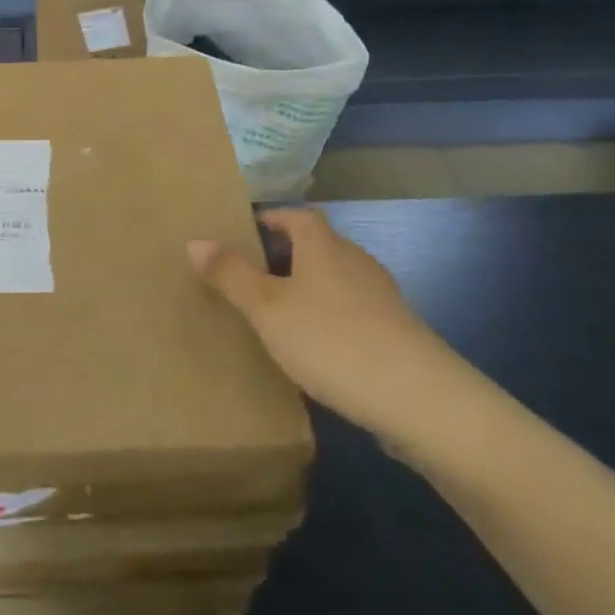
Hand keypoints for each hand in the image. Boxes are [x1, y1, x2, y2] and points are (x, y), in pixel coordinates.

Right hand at [189, 207, 460, 437]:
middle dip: (283, 256)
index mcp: (323, 245)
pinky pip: (351, 312)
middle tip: (248, 277)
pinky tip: (315, 350)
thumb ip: (230, 275)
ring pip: (334, 280)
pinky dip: (328, 319)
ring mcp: (381, 298)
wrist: (420, 400)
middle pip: (315, 246)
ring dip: (307, 290)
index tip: (243, 234)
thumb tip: (195, 241)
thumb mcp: (267, 308)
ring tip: (276, 315)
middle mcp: (354, 261)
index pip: (296, 215)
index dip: (270, 219)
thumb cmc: (332, 340)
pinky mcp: (396, 333)